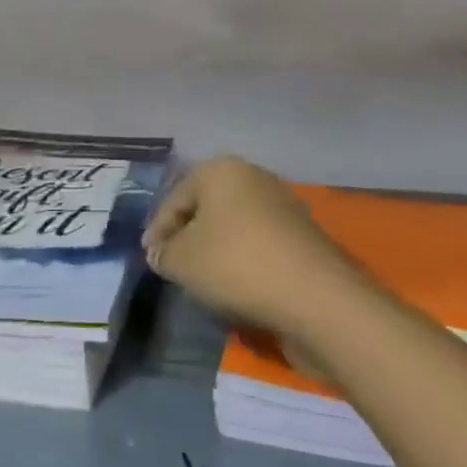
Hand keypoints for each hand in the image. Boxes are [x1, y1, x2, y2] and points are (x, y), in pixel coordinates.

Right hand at [143, 157, 369, 337]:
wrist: (316, 296)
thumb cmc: (237, 264)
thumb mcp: (183, 261)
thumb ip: (164, 254)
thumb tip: (161, 252)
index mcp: (221, 169)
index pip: (177, 197)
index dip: (159, 229)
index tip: (150, 259)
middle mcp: (253, 177)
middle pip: (208, 208)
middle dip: (189, 236)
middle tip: (175, 267)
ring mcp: (282, 205)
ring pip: (235, 227)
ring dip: (218, 251)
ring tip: (206, 283)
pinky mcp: (302, 237)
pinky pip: (260, 245)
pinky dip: (245, 262)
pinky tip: (239, 290)